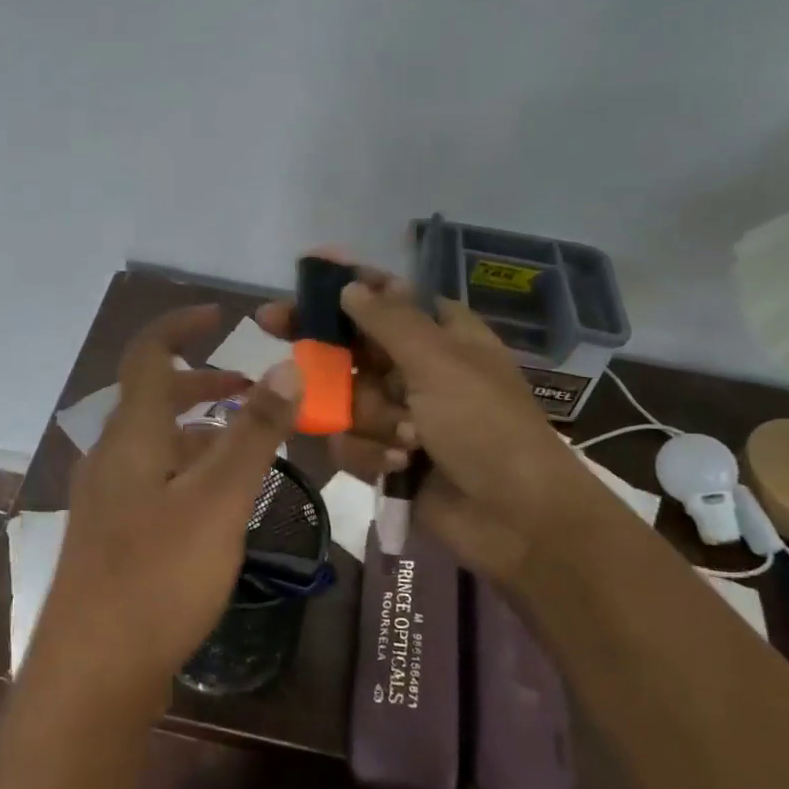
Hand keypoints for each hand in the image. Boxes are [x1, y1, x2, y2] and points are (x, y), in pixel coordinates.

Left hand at [27, 305, 302, 715]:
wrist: (92, 672)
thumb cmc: (158, 576)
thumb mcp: (218, 500)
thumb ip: (253, 433)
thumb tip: (286, 366)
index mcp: (130, 435)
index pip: (148, 355)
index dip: (179, 326)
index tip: (219, 315)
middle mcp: (110, 456)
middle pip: (152, 398)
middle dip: (201, 383)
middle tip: (250, 389)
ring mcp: (106, 498)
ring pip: (154, 442)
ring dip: (197, 429)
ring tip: (244, 443)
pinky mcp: (111, 534)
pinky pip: (151, 478)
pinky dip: (186, 467)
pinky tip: (214, 500)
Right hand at [258, 264, 595, 584]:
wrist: (516, 519)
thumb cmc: (486, 426)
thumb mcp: (440, 363)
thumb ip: (389, 321)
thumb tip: (350, 286)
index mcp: (440, 334)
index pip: (385, 295)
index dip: (347, 282)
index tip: (307, 268)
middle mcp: (414, 368)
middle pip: (350, 343)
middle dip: (323, 347)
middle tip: (271, 322)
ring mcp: (398, 413)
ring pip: (345, 398)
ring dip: (370, 419)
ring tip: (408, 439)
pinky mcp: (385, 454)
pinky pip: (349, 441)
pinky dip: (373, 454)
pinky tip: (401, 465)